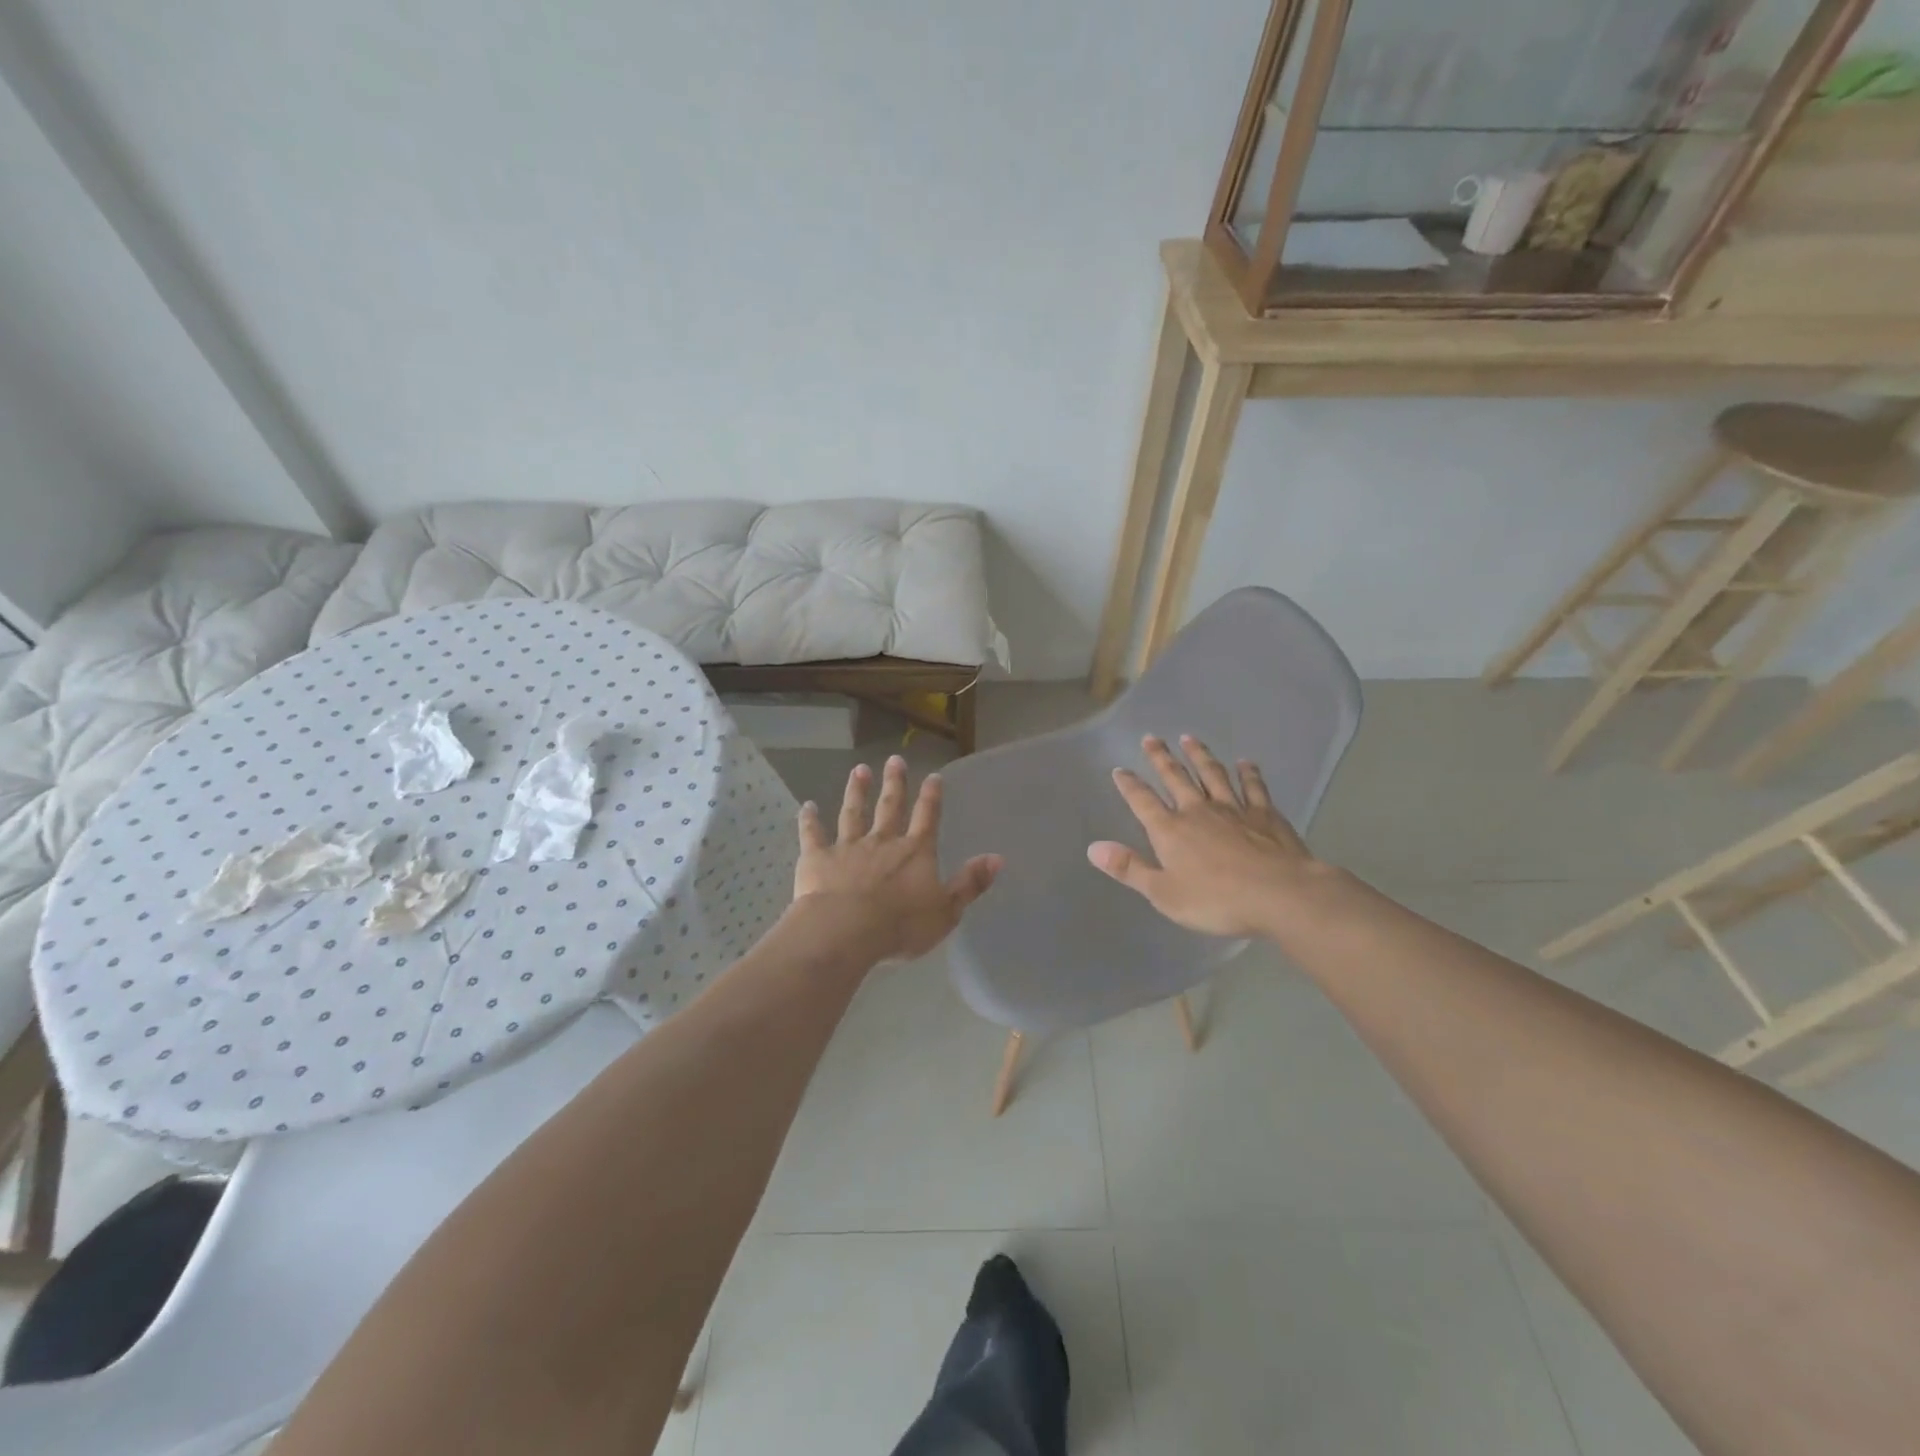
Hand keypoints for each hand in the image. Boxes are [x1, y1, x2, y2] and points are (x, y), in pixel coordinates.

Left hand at [793, 756, 1001, 962]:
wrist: (846, 932)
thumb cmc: (901, 926)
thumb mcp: (946, 910)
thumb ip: (969, 883)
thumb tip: (997, 858)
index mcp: (914, 852)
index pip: (927, 818)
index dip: (932, 797)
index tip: (933, 776)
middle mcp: (882, 842)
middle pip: (890, 806)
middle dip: (894, 782)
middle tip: (894, 759)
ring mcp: (848, 847)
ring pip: (853, 813)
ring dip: (856, 791)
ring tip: (858, 770)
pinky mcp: (818, 859)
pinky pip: (813, 835)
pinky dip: (809, 820)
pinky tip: (806, 806)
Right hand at [1088, 735, 1324, 938]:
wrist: (1279, 894)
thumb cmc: (1216, 900)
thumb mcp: (1163, 893)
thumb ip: (1129, 868)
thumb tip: (1093, 848)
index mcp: (1170, 831)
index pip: (1143, 801)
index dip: (1129, 785)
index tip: (1120, 769)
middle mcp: (1198, 811)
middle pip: (1175, 778)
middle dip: (1161, 758)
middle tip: (1151, 738)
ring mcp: (1234, 809)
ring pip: (1212, 774)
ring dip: (1199, 756)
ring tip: (1189, 738)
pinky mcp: (1265, 814)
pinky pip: (1253, 787)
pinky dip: (1248, 773)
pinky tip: (1245, 762)